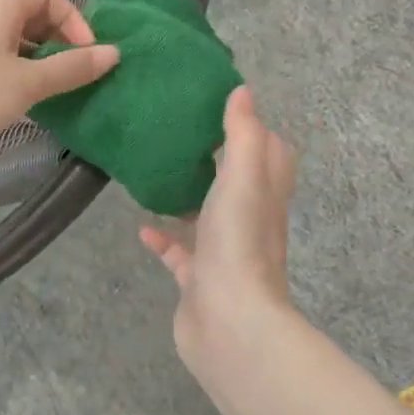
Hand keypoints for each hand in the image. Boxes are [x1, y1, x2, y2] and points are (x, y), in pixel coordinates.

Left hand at [0, 0, 118, 169]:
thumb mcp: (26, 84)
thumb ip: (70, 69)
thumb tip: (113, 53)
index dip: (73, 16)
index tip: (86, 53)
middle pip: (25, 15)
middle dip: (54, 41)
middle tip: (69, 76)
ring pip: (5, 42)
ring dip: (32, 62)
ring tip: (46, 95)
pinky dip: (7, 75)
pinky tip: (11, 106)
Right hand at [140, 87, 303, 414]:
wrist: (229, 324)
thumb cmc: (239, 244)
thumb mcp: (243, 178)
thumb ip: (243, 135)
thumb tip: (243, 90)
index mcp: (264, 195)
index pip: (271, 154)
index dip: (254, 129)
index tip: (223, 106)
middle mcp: (249, 222)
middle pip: (239, 184)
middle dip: (216, 161)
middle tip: (182, 136)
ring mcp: (223, 253)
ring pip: (207, 218)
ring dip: (188, 198)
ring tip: (158, 174)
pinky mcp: (197, 280)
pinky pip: (179, 253)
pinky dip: (163, 238)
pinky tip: (142, 226)